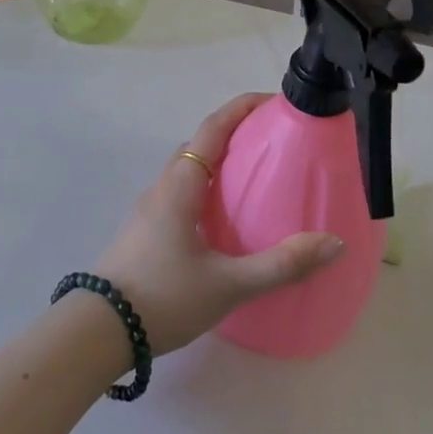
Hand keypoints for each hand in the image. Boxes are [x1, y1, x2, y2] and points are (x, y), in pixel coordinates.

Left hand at [94, 94, 343, 353]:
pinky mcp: (145, 233)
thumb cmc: (163, 298)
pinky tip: (225, 222)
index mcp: (180, 186)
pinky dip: (207, 191)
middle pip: (200, 146)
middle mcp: (162, 189)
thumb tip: (332, 243)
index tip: (273, 101)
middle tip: (274, 144)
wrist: (99, 331)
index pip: (212, 129)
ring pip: (188, 173)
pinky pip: (181, 196)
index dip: (241, 108)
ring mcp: (149, 211)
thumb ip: (281, 265)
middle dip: (235, 135)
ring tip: (256, 180)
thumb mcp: (228, 284)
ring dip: (219, 165)